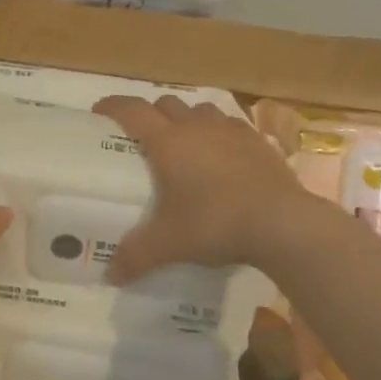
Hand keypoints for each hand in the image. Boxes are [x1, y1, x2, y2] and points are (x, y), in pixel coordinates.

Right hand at [92, 95, 311, 283]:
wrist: (281, 222)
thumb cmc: (215, 224)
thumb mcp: (170, 244)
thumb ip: (136, 257)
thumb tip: (110, 275)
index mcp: (167, 142)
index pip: (132, 110)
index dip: (112, 106)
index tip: (99, 112)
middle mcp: (195, 127)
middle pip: (165, 104)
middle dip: (150, 113)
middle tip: (143, 136)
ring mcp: (229, 130)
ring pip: (200, 109)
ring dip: (186, 118)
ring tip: (184, 141)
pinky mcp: (257, 140)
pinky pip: (230, 124)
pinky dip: (218, 131)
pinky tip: (222, 153)